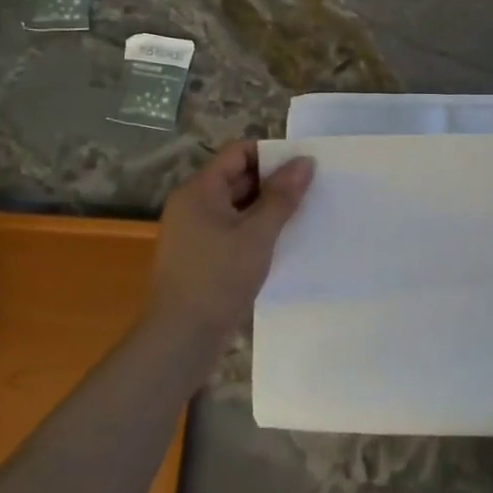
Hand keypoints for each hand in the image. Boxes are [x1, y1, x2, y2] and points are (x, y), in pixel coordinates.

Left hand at [145, 141, 313, 351]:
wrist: (180, 339)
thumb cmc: (217, 278)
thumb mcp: (257, 234)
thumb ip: (282, 196)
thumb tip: (305, 161)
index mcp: (199, 191)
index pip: (238, 153)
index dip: (272, 155)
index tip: (303, 168)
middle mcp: (193, 205)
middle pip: (238, 177)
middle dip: (274, 181)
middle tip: (312, 191)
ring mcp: (196, 232)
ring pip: (238, 205)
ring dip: (268, 207)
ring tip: (304, 214)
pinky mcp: (203, 255)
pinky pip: (234, 229)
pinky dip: (257, 229)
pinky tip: (283, 241)